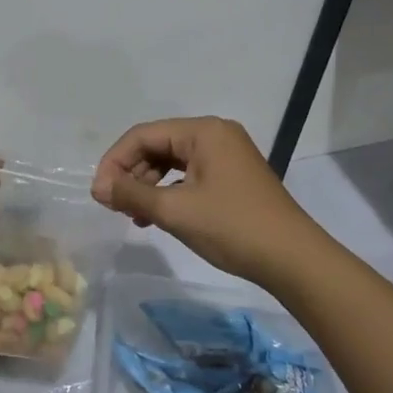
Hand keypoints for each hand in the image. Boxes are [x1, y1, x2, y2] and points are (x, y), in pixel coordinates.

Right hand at [92, 117, 321, 287]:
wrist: (295, 261)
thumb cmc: (233, 228)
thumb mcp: (175, 211)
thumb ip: (132, 194)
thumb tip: (97, 187)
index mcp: (203, 131)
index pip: (143, 135)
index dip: (115, 161)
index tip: (99, 193)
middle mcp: (215, 134)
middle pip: (158, 145)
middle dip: (131, 174)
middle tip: (113, 205)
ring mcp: (227, 155)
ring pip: (172, 162)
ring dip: (148, 185)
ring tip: (133, 215)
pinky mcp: (233, 177)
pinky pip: (190, 176)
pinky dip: (169, 193)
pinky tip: (158, 216)